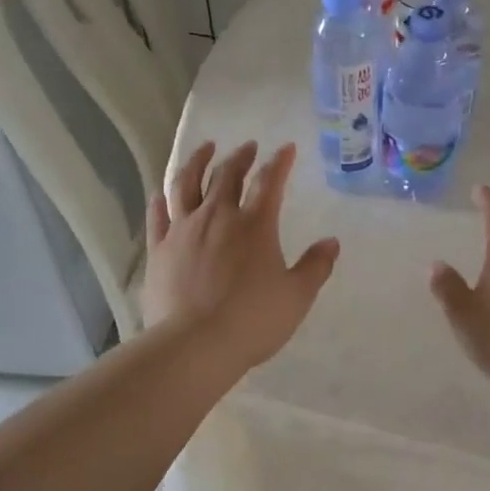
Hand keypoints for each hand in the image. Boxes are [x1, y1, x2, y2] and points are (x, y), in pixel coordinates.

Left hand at [142, 141, 339, 368]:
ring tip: (204, 149)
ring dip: (197, 162)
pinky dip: (161, 200)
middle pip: (226, 175)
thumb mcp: (296, 296)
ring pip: (186, 183)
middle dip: (239, 157)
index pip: (269, 181)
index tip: (286, 148)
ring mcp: (183, 230)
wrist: (195, 344)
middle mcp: (217, 216)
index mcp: (254, 224)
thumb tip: (332, 242)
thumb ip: (315, 266)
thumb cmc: (253, 320)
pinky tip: (161, 193)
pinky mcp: (158, 249)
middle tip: (247, 147)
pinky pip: (157, 215)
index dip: (279, 162)